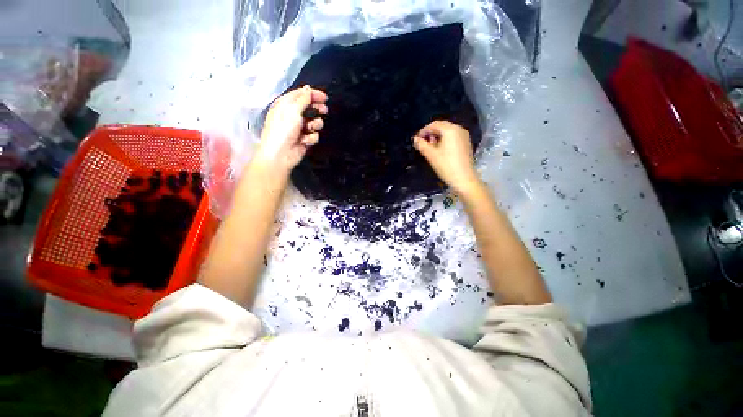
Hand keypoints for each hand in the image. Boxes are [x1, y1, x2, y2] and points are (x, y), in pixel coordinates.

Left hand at [253, 85, 327, 173]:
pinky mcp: (305, 139)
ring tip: (310, 129)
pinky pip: (314, 135)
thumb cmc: (282, 130)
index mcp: (286, 105)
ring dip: (315, 125)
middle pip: (310, 108)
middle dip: (317, 109)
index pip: (301, 95)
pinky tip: (305, 141)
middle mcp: (293, 115)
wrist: (280, 154)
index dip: (313, 94)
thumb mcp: (292, 110)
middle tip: (324, 110)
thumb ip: (302, 99)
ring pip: (315, 122)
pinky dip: (311, 138)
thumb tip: (308, 89)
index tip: (324, 97)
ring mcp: (300, 128)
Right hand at [412, 120, 479, 193]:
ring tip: (430, 147)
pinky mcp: (466, 143)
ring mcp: (464, 136)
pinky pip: (453, 137)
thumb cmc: (446, 166)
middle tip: (423, 143)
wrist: (464, 179)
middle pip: (441, 126)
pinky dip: (444, 140)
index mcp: (450, 130)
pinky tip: (440, 149)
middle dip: (430, 133)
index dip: (423, 131)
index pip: (434, 124)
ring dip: (437, 137)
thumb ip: (421, 145)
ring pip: (447, 131)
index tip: (416, 139)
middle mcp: (459, 129)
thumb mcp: (431, 155)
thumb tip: (415, 139)